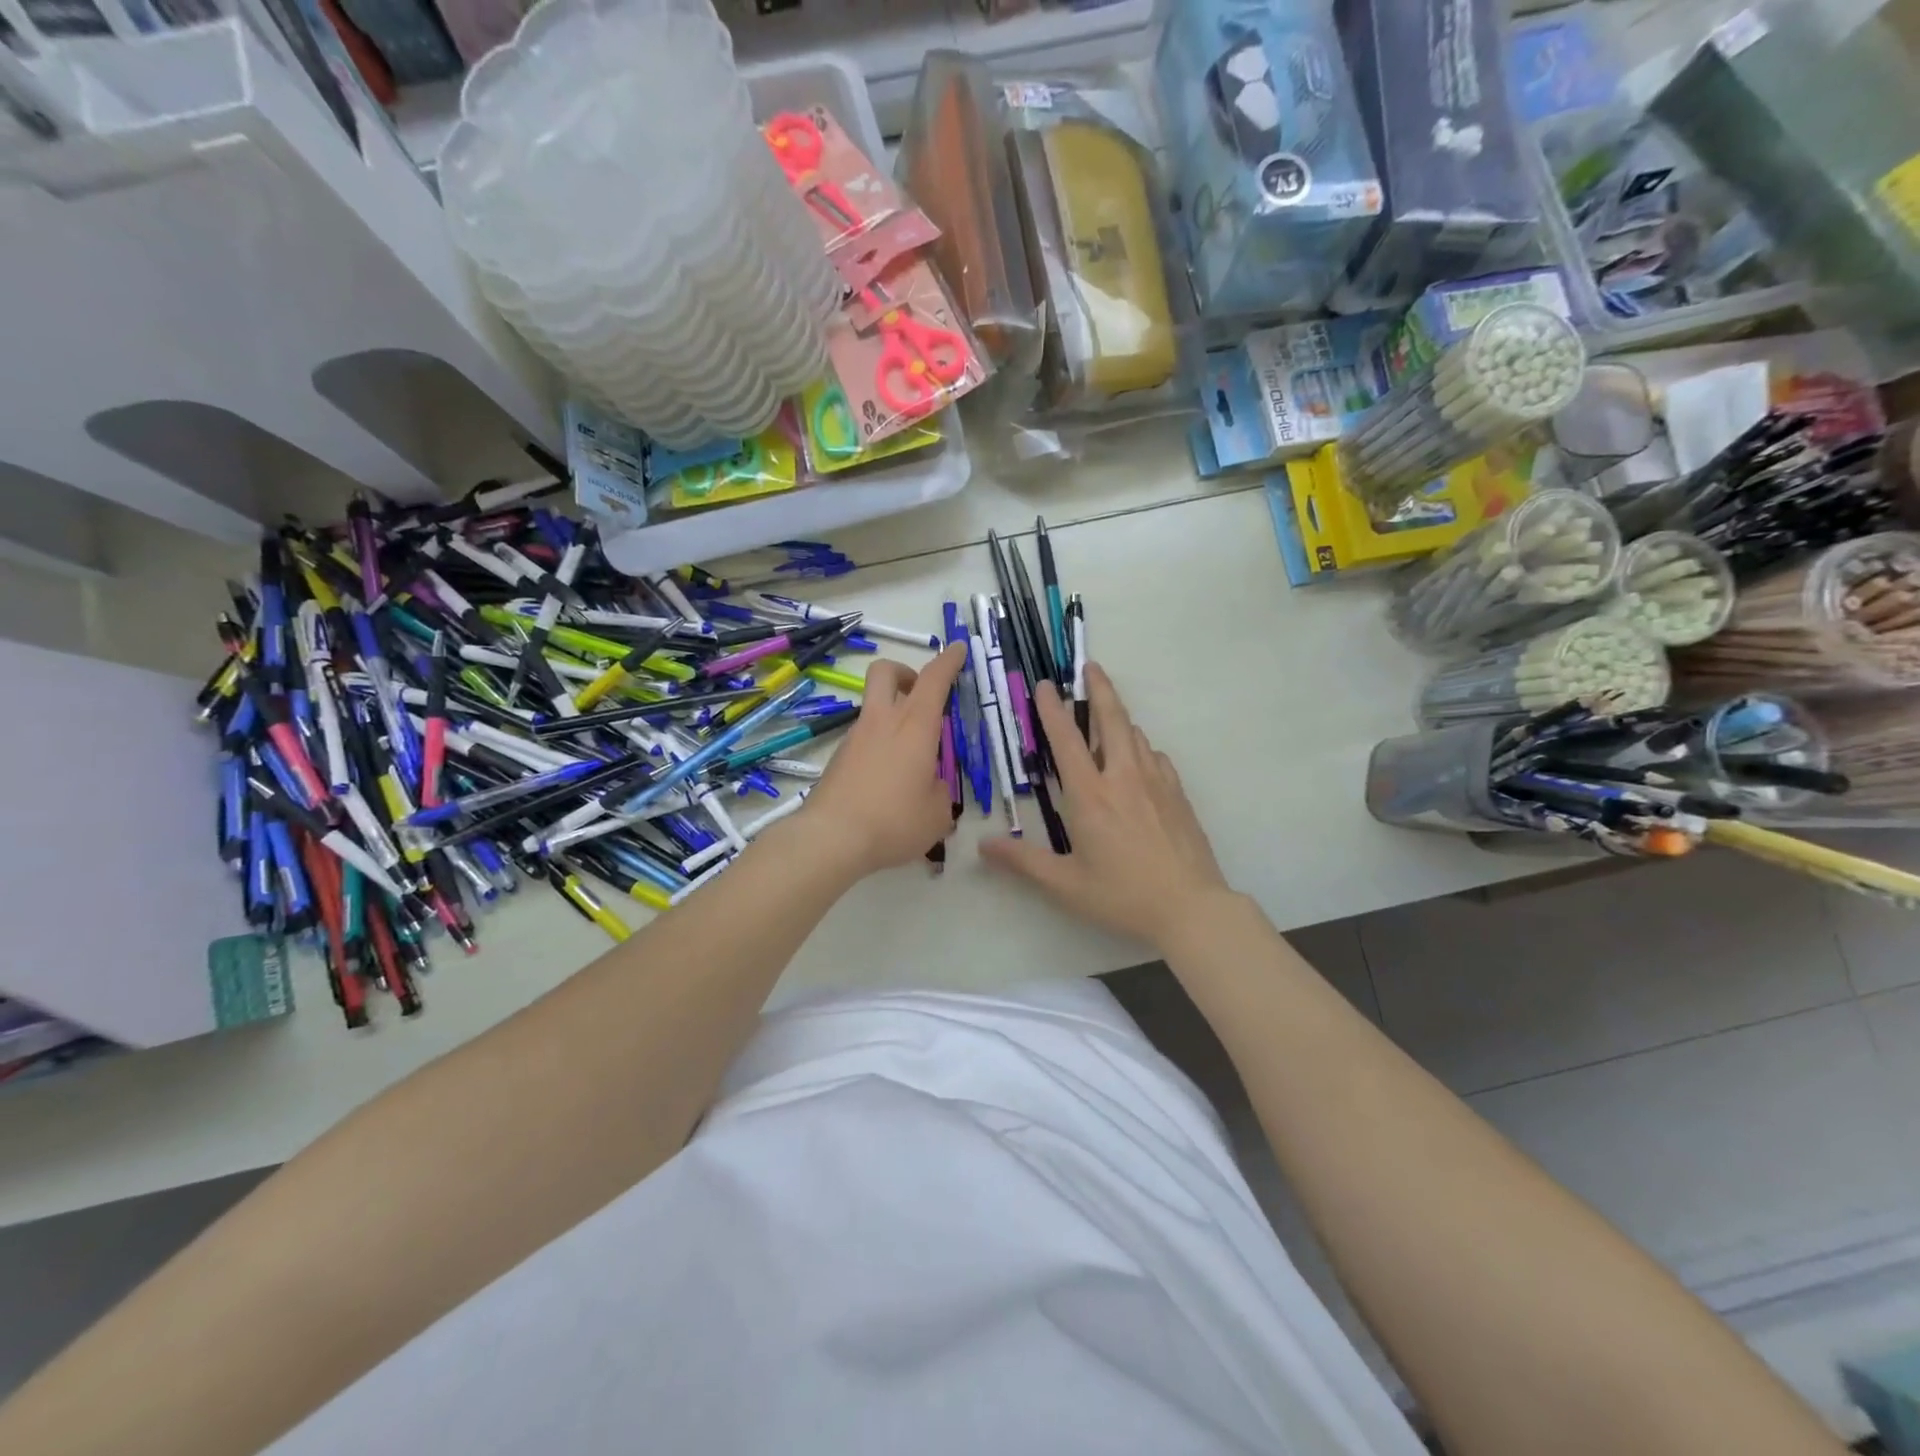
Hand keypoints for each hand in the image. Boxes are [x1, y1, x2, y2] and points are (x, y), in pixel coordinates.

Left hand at [800, 643, 965, 877]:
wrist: (831, 838)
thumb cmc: (894, 820)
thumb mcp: (937, 814)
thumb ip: (941, 793)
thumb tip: (931, 788)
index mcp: (915, 726)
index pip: (934, 679)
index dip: (948, 660)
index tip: (956, 648)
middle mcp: (882, 722)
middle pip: (886, 672)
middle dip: (905, 672)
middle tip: (921, 694)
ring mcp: (855, 738)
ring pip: (873, 707)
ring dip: (893, 716)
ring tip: (911, 757)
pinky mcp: (838, 758)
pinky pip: (864, 739)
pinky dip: (880, 746)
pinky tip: (888, 781)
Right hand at [981, 663, 1230, 951]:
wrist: (1191, 907)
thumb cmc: (1122, 895)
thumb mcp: (1065, 884)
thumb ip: (1023, 862)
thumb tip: (983, 845)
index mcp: (1091, 795)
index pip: (1066, 741)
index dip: (1052, 710)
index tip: (1045, 685)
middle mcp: (1123, 778)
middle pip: (1112, 720)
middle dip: (1100, 689)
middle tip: (1091, 667)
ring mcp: (1156, 783)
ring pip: (1136, 736)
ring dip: (1119, 718)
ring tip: (1108, 712)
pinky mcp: (1177, 795)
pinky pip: (1156, 758)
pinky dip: (1142, 748)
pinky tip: (1139, 759)